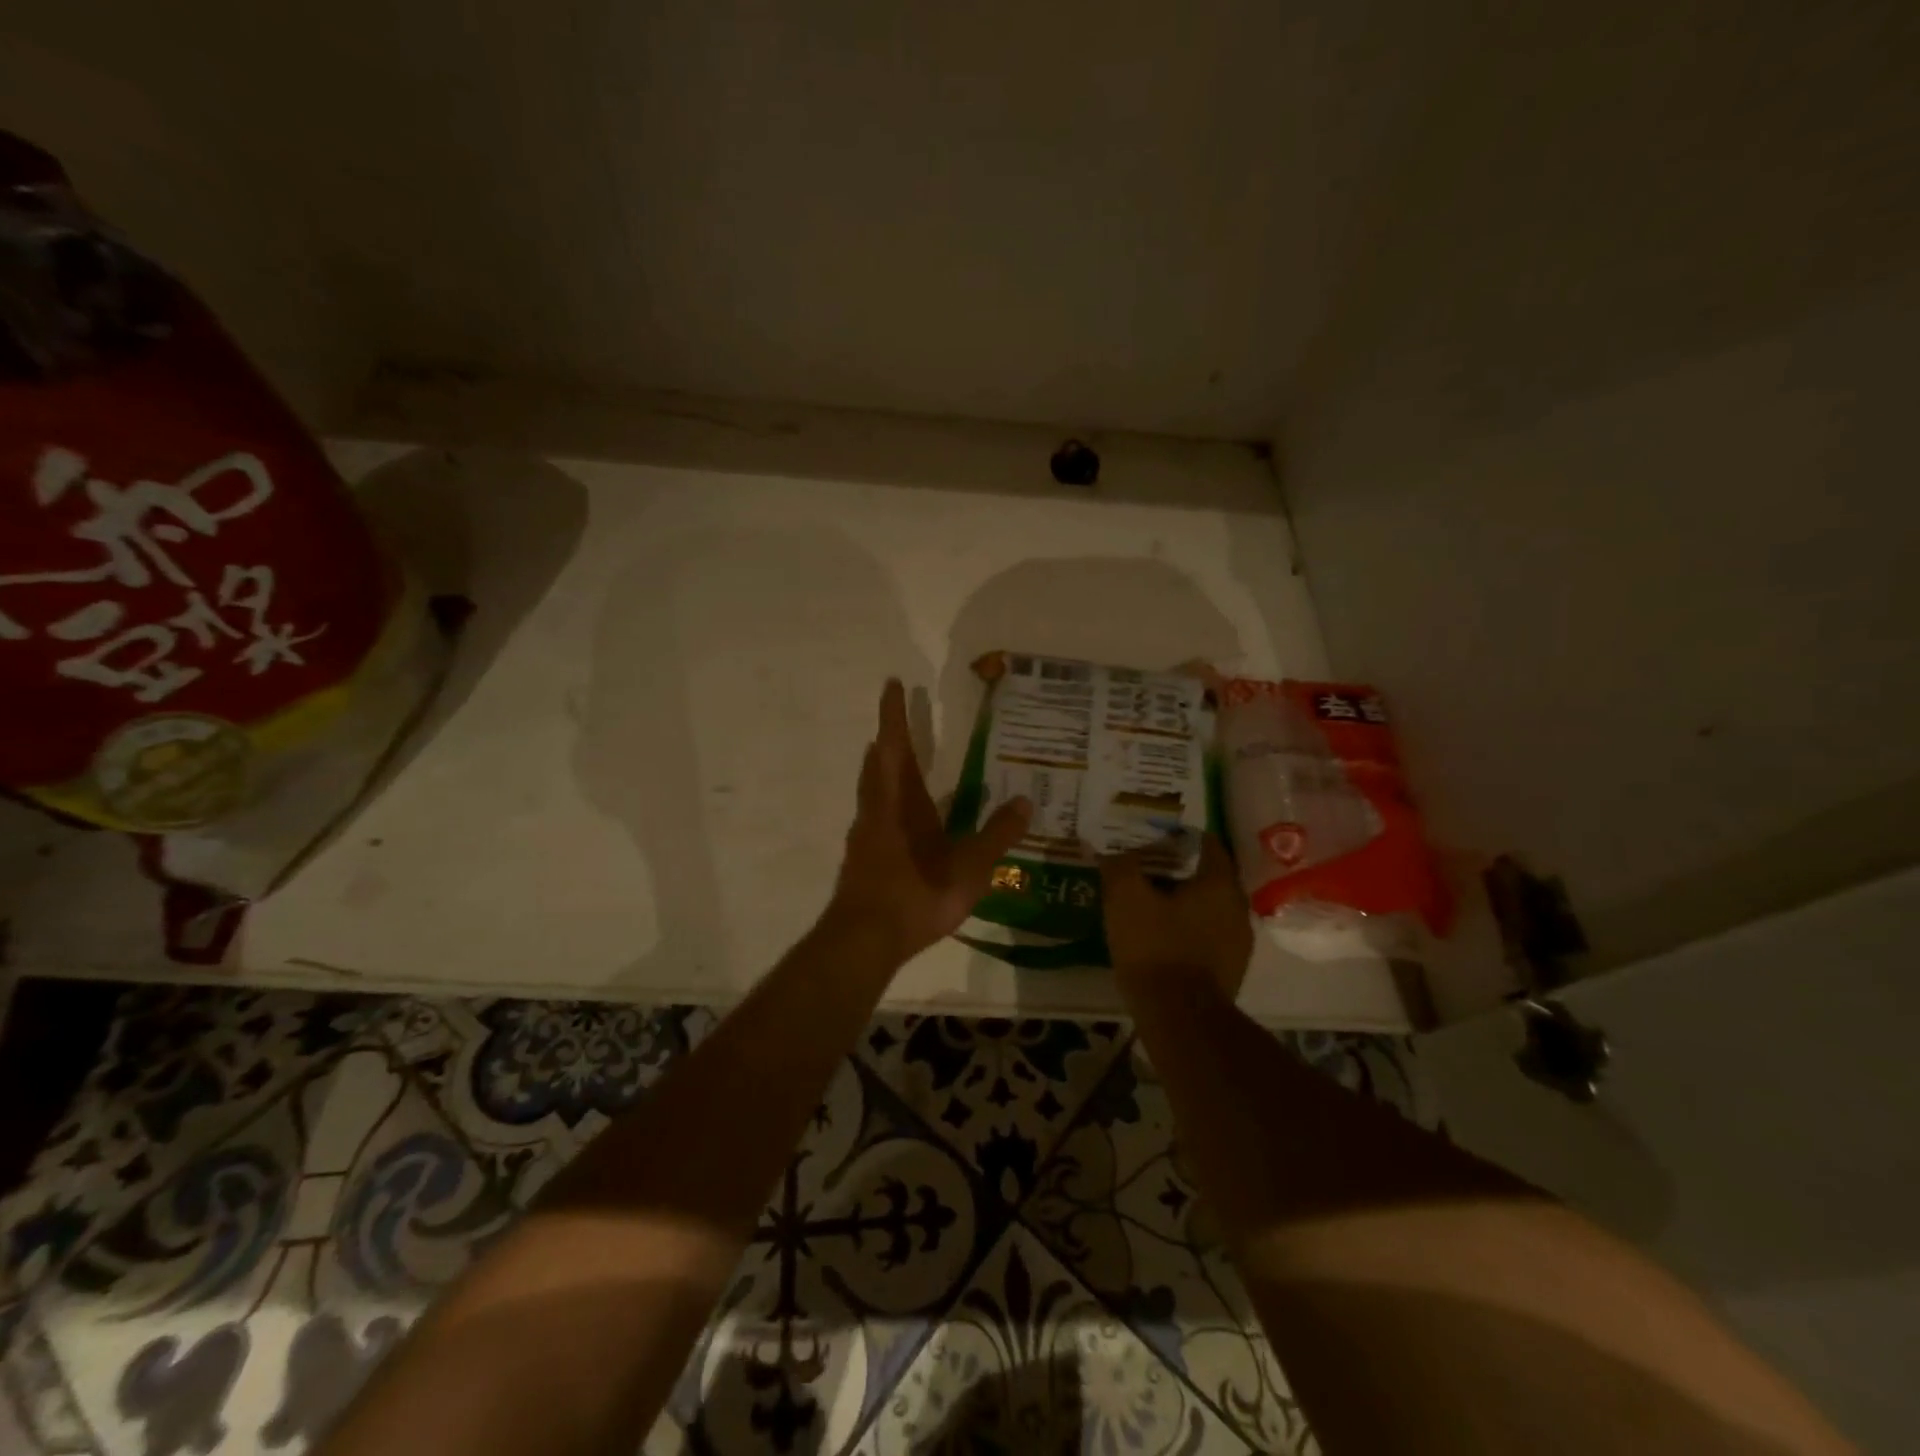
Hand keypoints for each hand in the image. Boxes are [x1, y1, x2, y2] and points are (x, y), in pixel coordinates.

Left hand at [821, 679, 1031, 965]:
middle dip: (888, 738)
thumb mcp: (969, 866)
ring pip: (872, 790)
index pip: (895, 746)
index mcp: (900, 802)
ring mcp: (865, 836)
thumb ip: (997, 834)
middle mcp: (877, 810)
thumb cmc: (917, 894)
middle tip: (899, 720)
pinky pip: (875, 816)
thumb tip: (1027, 800)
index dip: (894, 714)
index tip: (891, 684)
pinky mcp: (862, 859)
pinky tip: (903, 821)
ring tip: (902, 762)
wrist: (864, 940)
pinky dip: (886, 802)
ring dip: (884, 769)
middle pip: (877, 764)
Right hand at [1100, 834, 1253, 999]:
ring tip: (1150, 904)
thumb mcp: (1125, 898)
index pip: (1208, 844)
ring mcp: (1238, 943)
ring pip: (1209, 908)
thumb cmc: (1155, 947)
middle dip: (1180, 871)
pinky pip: (1208, 936)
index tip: (1156, 837)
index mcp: (1219, 883)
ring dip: (1184, 903)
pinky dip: (1188, 930)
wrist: (1180, 1018)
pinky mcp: (1230, 971)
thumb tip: (1113, 852)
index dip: (1181, 837)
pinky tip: (1162, 938)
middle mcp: (1237, 908)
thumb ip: (1120, 866)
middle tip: (1147, 870)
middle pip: (1209, 877)